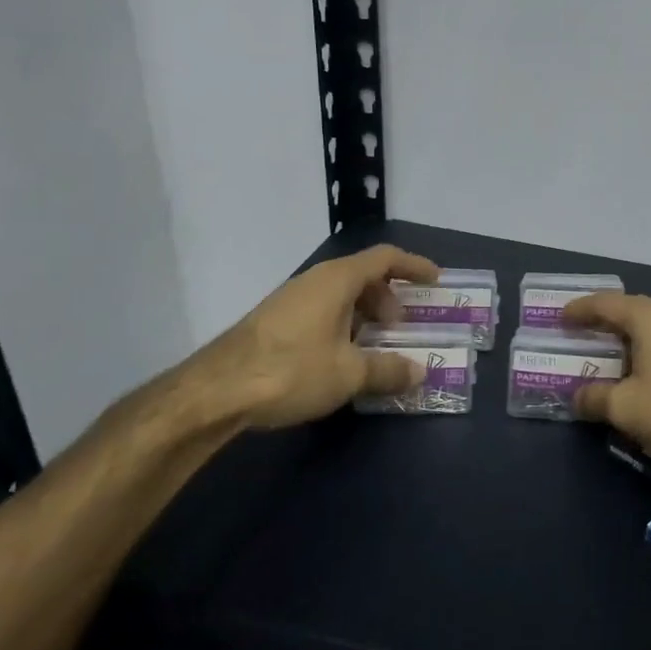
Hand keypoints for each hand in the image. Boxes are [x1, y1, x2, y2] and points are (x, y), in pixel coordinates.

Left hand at [166, 244, 440, 435]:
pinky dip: (342, 324)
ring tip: (374, 347)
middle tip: (402, 326)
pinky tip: (341, 358)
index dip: (414, 265)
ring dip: (364, 314)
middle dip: (389, 297)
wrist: (215, 392)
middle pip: (363, 275)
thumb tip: (419, 372)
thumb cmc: (291, 370)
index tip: (435, 280)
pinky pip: (321, 310)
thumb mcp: (349, 374)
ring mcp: (291, 299)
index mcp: (337, 280)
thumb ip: (389, 370)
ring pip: (340, 295)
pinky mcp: (274, 320)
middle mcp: (314, 280)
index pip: (385, 257)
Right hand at [560, 293, 650, 467]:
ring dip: (626, 339)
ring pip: (650, 328)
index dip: (580, 309)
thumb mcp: (627, 407)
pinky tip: (641, 375)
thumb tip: (577, 396)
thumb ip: (596, 398)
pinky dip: (646, 352)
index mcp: (647, 318)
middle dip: (603, 322)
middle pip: (629, 311)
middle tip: (579, 335)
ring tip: (606, 356)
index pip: (605, 303)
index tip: (560, 318)